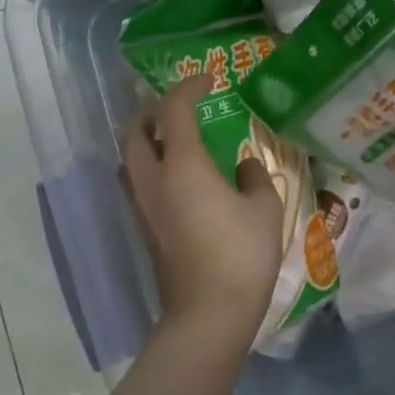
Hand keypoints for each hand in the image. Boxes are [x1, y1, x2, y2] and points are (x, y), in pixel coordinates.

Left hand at [123, 75, 283, 342]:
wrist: (207, 316)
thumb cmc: (241, 255)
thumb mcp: (264, 210)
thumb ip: (255, 178)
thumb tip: (245, 165)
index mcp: (182, 166)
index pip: (175, 110)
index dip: (189, 87)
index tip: (209, 79)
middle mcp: (153, 181)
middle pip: (134, 132)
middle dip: (150, 110)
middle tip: (175, 106)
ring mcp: (143, 208)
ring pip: (129, 159)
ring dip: (144, 140)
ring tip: (171, 138)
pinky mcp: (144, 231)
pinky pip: (137, 184)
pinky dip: (149, 166)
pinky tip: (177, 178)